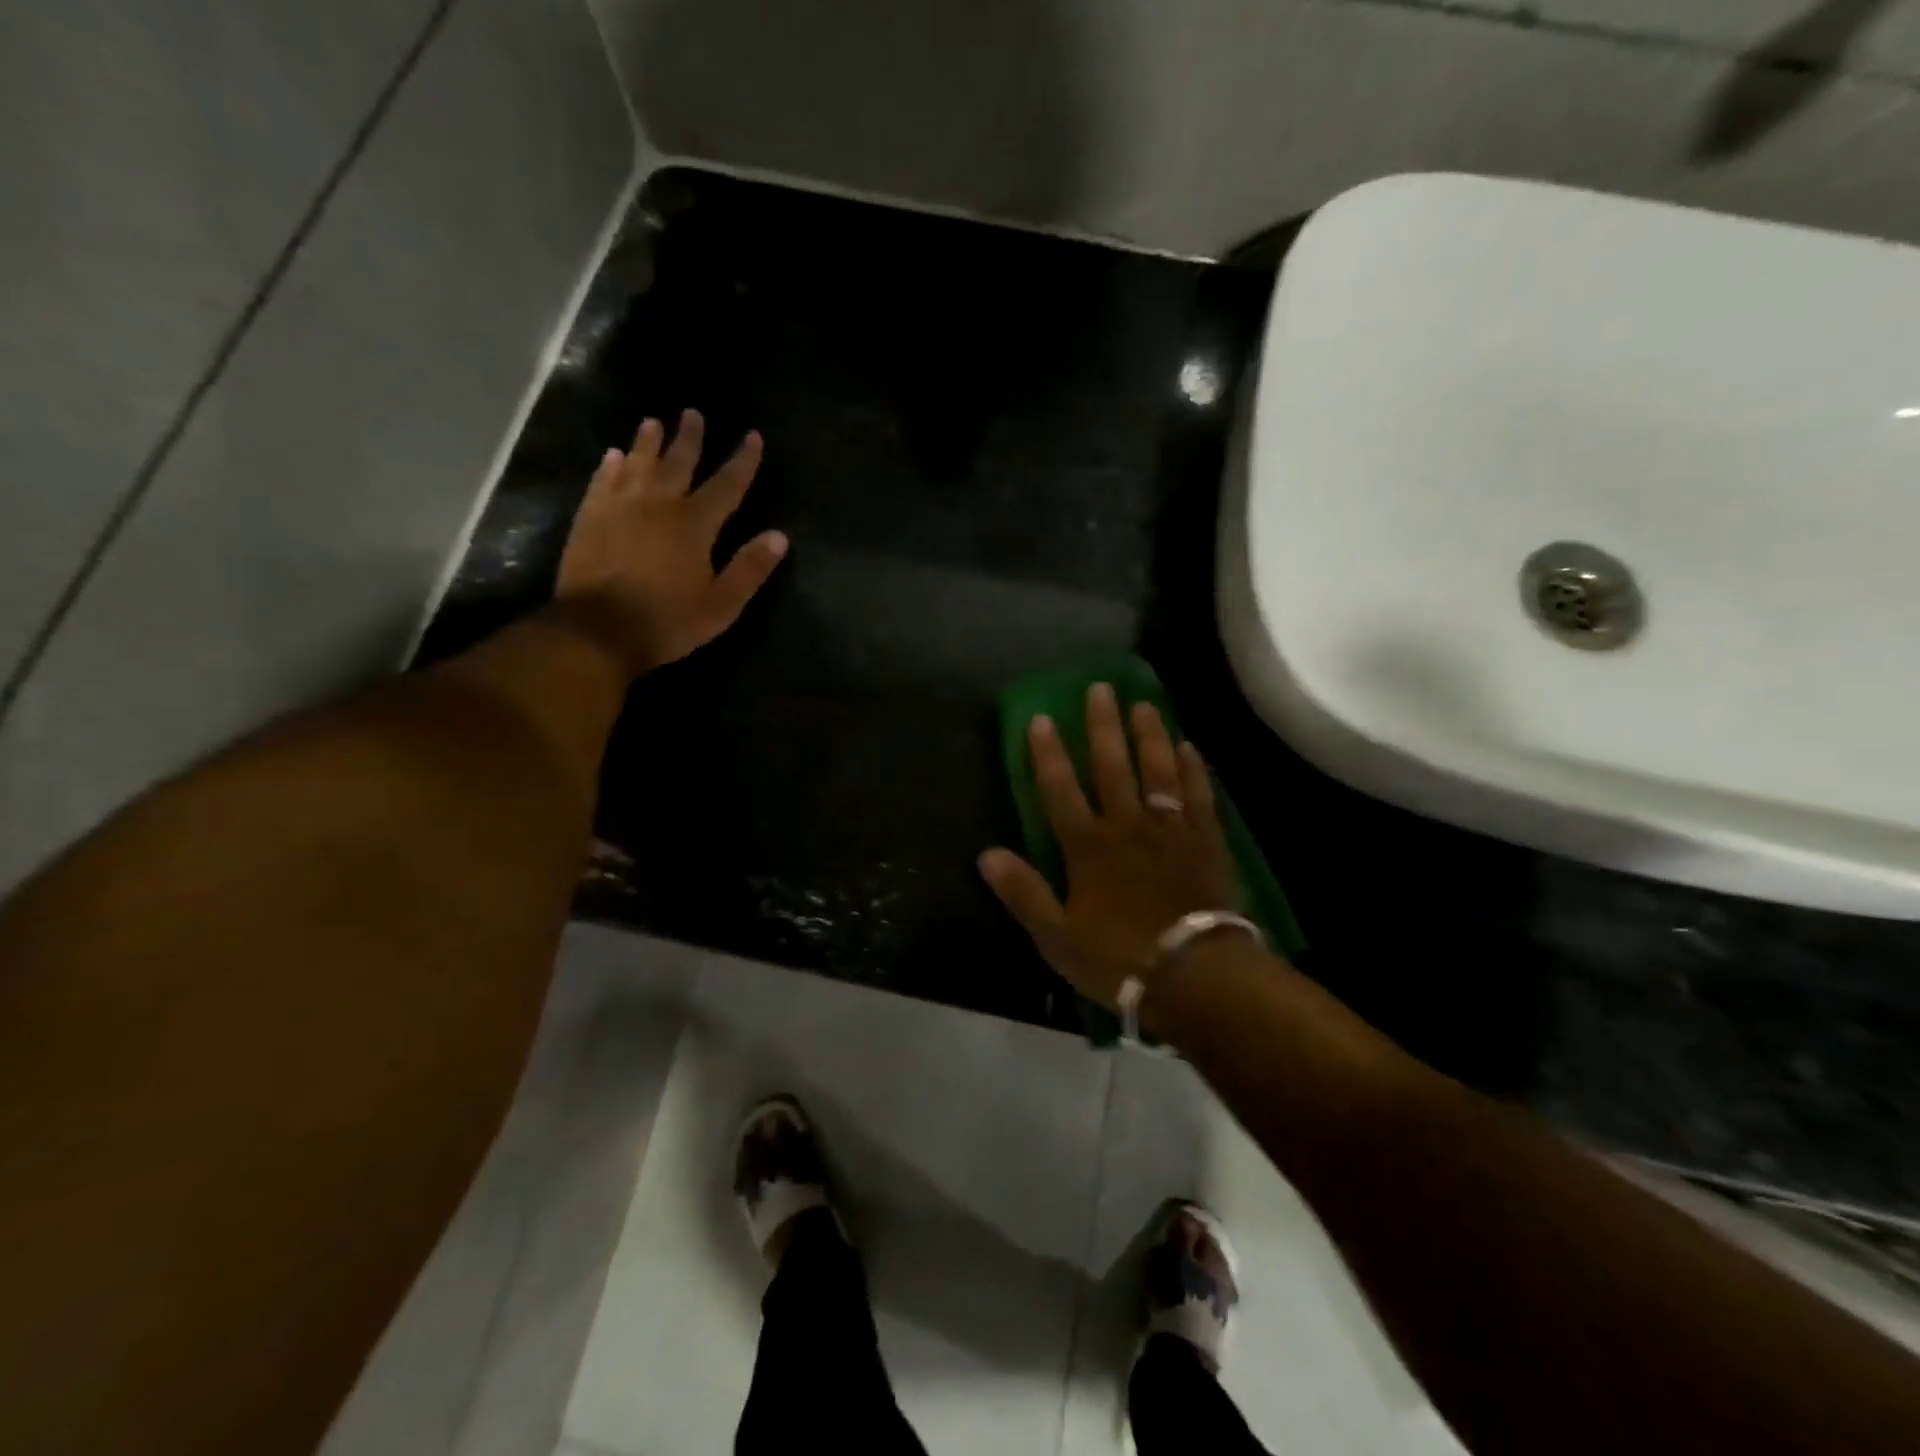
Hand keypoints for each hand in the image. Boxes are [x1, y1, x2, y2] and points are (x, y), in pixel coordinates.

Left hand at [554, 410, 787, 676]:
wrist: (598, 630)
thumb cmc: (668, 621)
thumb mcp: (722, 604)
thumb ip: (750, 569)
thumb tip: (780, 536)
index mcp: (695, 524)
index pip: (727, 485)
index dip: (743, 461)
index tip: (753, 436)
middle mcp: (658, 504)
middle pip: (678, 463)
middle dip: (690, 438)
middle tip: (693, 413)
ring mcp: (620, 508)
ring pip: (637, 465)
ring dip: (647, 443)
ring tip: (652, 422)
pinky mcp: (590, 518)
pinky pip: (602, 482)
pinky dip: (610, 467)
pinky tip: (612, 457)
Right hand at [978, 683, 1237, 1009]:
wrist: (1195, 975)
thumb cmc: (1119, 958)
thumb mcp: (1057, 936)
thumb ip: (1023, 892)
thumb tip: (986, 854)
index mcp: (1087, 847)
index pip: (1060, 790)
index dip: (1048, 754)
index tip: (1042, 718)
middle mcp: (1127, 826)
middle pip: (1112, 768)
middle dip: (1103, 727)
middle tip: (1100, 688)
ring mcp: (1170, 830)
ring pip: (1157, 772)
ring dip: (1148, 736)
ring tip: (1143, 703)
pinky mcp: (1205, 842)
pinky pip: (1198, 796)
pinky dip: (1192, 770)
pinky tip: (1188, 746)